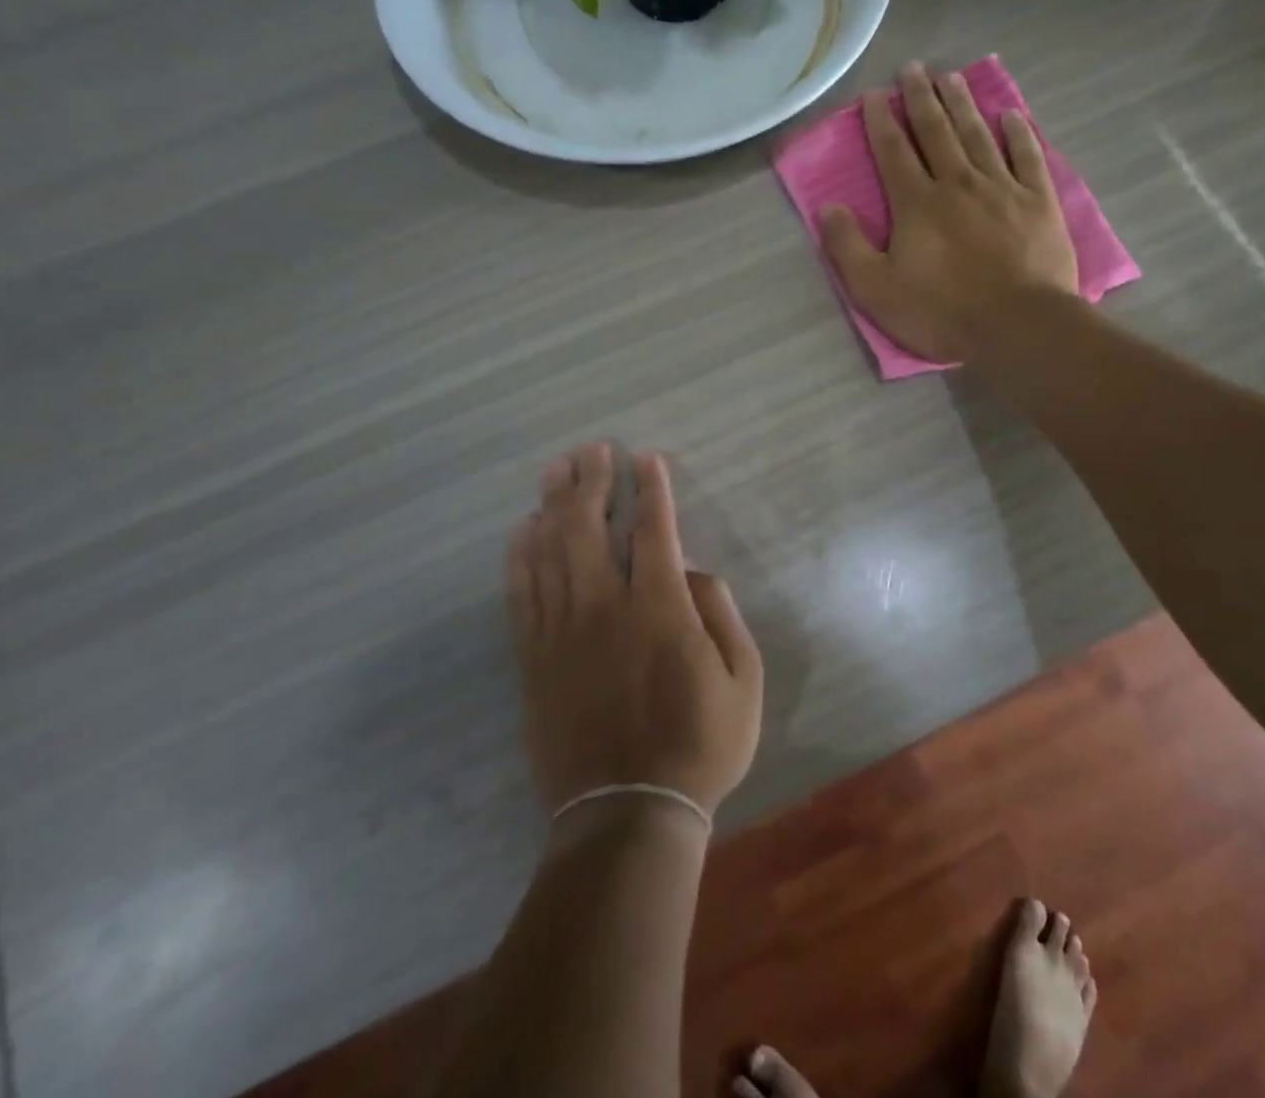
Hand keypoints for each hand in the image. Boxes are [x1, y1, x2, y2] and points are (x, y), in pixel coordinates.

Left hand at [505, 443, 762, 813]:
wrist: (627, 815)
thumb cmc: (699, 746)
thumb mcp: (745, 682)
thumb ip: (722, 616)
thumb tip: (695, 574)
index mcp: (660, 609)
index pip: (653, 530)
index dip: (650, 489)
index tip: (645, 458)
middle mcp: (605, 607)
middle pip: (588, 526)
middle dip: (592, 481)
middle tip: (592, 450)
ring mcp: (562, 632)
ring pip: (550, 551)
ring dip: (553, 504)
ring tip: (555, 470)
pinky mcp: (534, 659)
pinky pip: (521, 594)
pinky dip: (520, 556)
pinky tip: (522, 529)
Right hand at [820, 62, 1079, 362]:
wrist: (1018, 325)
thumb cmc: (941, 311)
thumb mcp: (876, 290)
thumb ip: (847, 248)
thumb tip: (828, 209)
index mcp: (916, 203)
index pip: (893, 151)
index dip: (880, 121)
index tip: (873, 94)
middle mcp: (957, 183)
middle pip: (936, 131)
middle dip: (920, 98)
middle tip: (913, 68)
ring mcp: (1002, 188)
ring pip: (977, 135)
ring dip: (962, 104)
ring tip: (951, 77)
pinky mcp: (1038, 201)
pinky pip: (1027, 156)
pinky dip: (1018, 133)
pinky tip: (1009, 114)